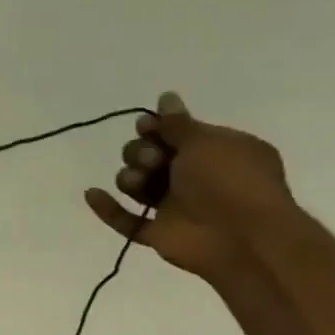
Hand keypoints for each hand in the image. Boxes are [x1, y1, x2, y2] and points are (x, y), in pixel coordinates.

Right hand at [84, 92, 296, 278]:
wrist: (242, 237)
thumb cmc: (230, 181)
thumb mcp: (205, 142)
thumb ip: (178, 123)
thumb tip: (166, 97)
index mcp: (215, 153)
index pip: (175, 134)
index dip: (155, 129)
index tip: (146, 127)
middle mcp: (195, 177)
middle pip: (148, 157)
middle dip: (140, 153)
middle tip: (152, 160)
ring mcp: (176, 207)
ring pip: (136, 185)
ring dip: (129, 178)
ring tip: (138, 183)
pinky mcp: (159, 233)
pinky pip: (126, 220)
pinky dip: (108, 208)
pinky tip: (92, 194)